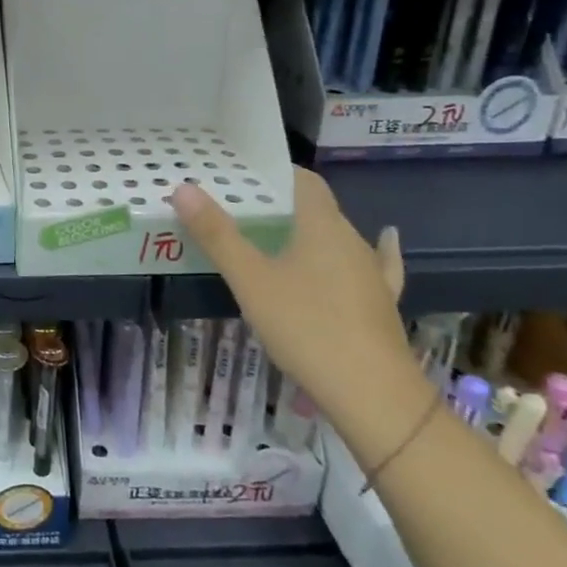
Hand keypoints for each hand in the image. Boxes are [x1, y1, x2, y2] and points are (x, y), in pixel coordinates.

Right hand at [170, 168, 407, 410]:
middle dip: (281, 204)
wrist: (373, 393)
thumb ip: (217, 235)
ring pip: (336, 237)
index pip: (302, 180)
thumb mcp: (250, 281)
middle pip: (315, 208)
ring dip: (308, 232)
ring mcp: (370, 271)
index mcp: (321, 225)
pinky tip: (382, 243)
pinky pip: (373, 265)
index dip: (273, 173)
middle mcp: (350, 239)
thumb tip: (184, 188)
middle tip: (240, 210)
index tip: (241, 175)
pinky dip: (368, 251)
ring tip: (276, 236)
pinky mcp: (381, 301)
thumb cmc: (306, 327)